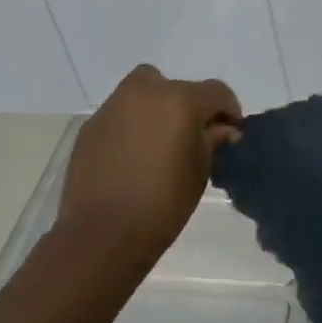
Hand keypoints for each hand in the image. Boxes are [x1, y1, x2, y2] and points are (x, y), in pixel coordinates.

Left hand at [54, 65, 242, 266]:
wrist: (101, 235)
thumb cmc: (163, 204)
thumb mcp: (200, 171)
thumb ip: (212, 139)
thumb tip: (223, 128)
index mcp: (180, 100)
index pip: (216, 92)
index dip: (228, 110)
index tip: (230, 132)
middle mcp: (146, 91)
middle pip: (177, 87)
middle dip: (189, 106)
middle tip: (191, 136)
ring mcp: (114, 106)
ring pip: (145, 92)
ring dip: (157, 109)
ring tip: (159, 143)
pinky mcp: (91, 125)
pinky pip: (121, 114)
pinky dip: (132, 125)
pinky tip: (133, 156)